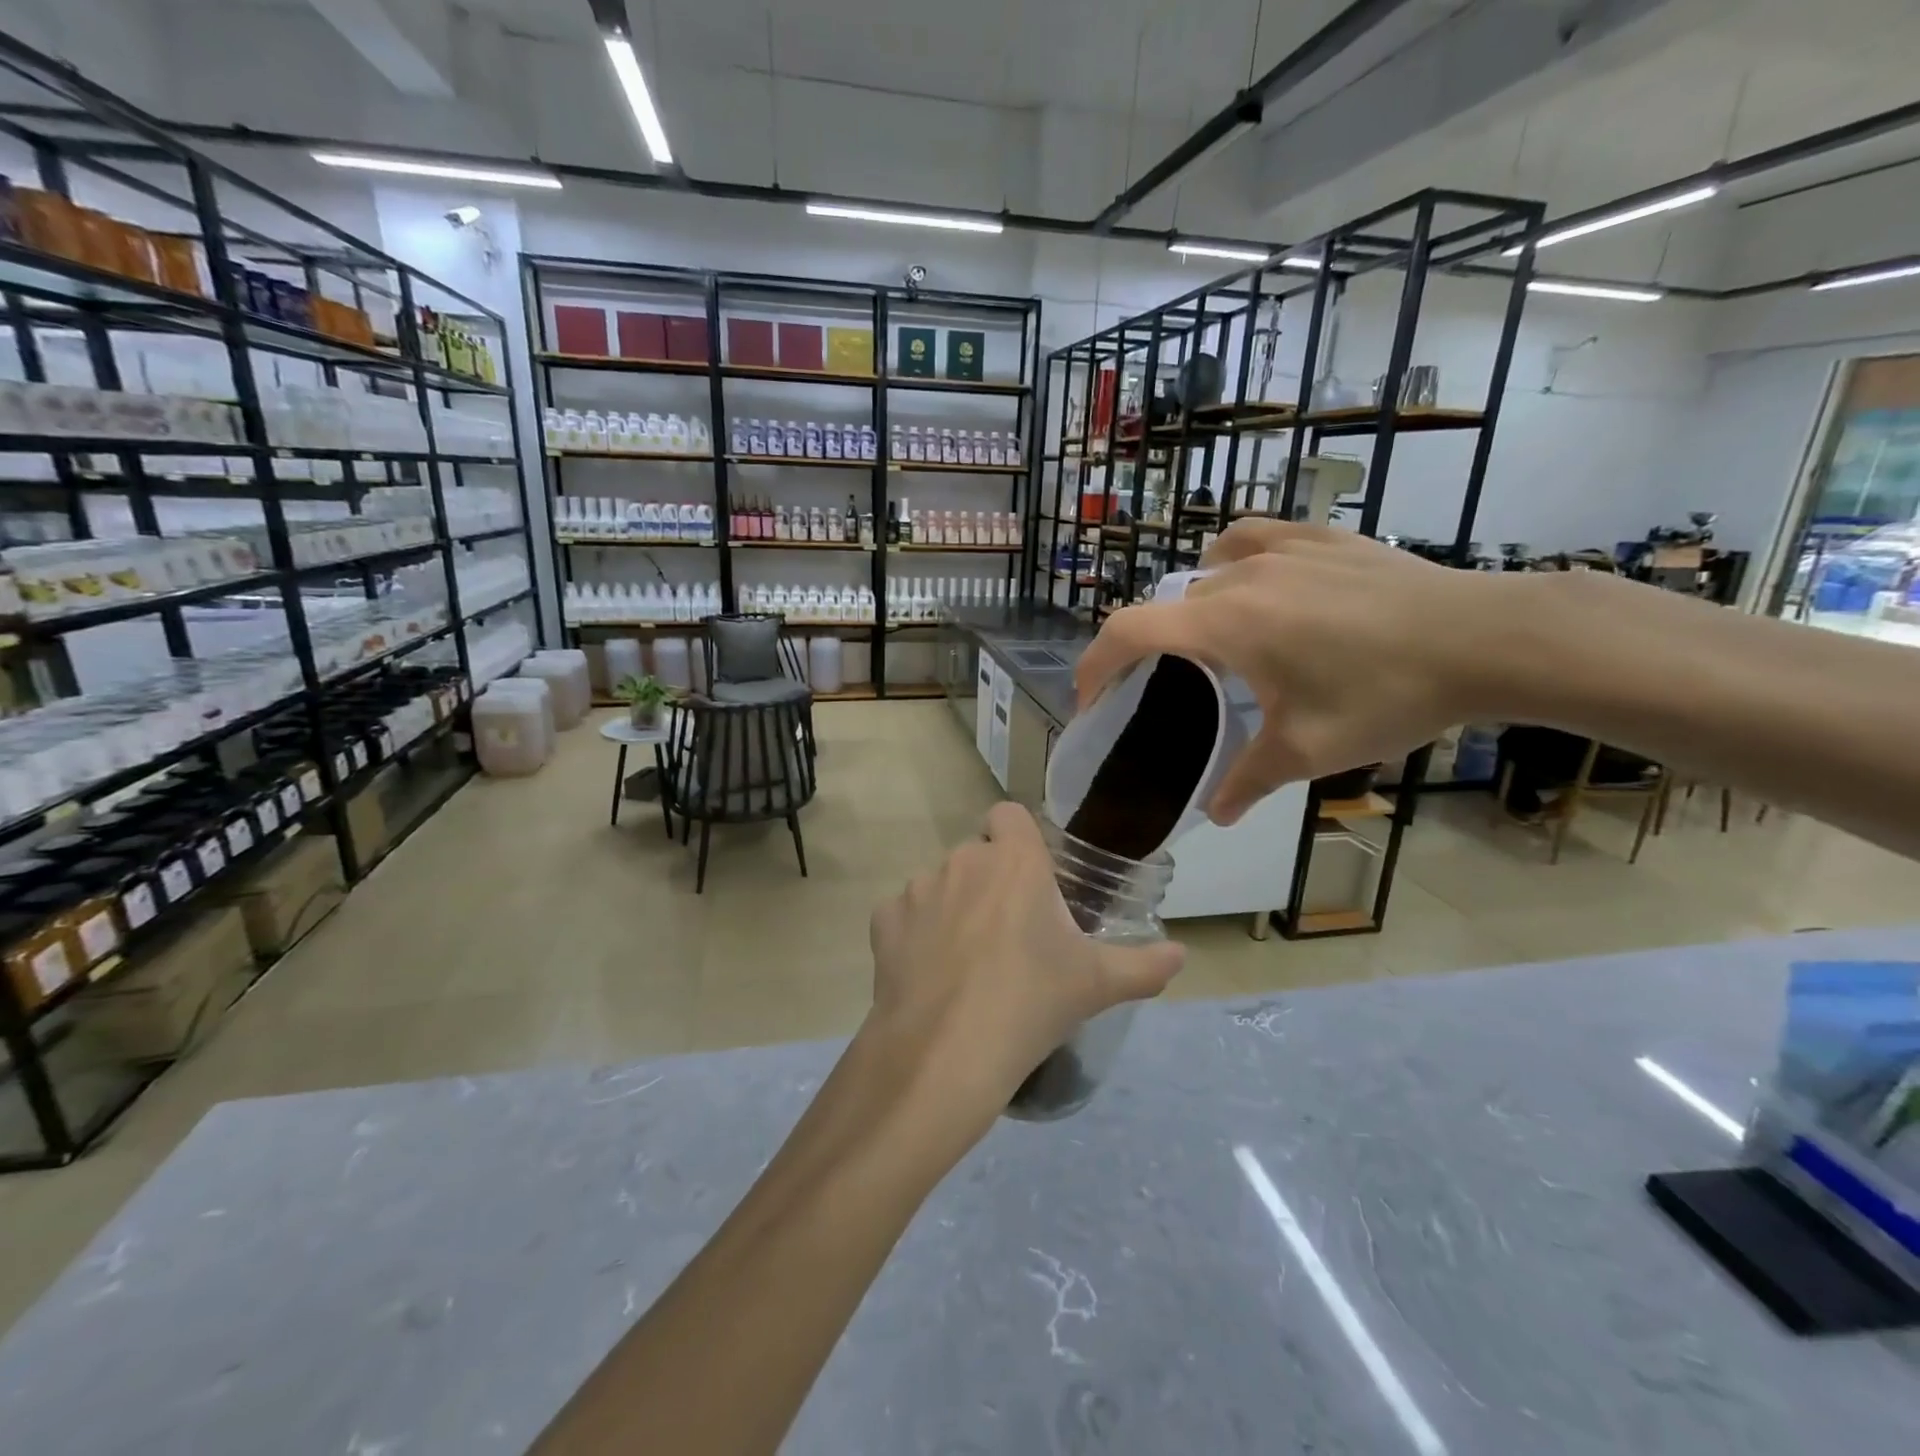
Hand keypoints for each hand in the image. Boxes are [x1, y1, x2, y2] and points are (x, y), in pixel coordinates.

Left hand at [863, 802, 1183, 1141]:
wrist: (945, 1051)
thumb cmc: (1030, 1002)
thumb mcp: (1096, 985)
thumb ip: (1144, 966)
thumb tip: (1183, 956)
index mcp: (1014, 861)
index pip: (1010, 815)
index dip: (1018, 839)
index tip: (1032, 879)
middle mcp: (963, 860)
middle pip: (978, 855)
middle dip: (992, 883)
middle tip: (1011, 935)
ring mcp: (918, 888)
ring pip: (941, 884)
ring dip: (954, 907)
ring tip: (968, 962)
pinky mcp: (883, 921)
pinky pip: (904, 915)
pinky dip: (916, 934)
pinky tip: (929, 974)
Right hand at [1074, 520, 1510, 824]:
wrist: (1484, 638)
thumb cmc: (1385, 695)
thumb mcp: (1308, 751)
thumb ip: (1248, 781)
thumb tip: (1217, 814)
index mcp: (1224, 625)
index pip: (1128, 631)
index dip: (1095, 664)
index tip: (1091, 699)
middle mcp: (1239, 578)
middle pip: (1169, 609)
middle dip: (1152, 651)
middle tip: (1169, 692)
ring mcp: (1283, 550)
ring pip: (1208, 573)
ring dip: (1193, 607)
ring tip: (1215, 641)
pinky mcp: (1323, 538)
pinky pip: (1254, 539)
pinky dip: (1234, 560)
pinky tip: (1255, 580)